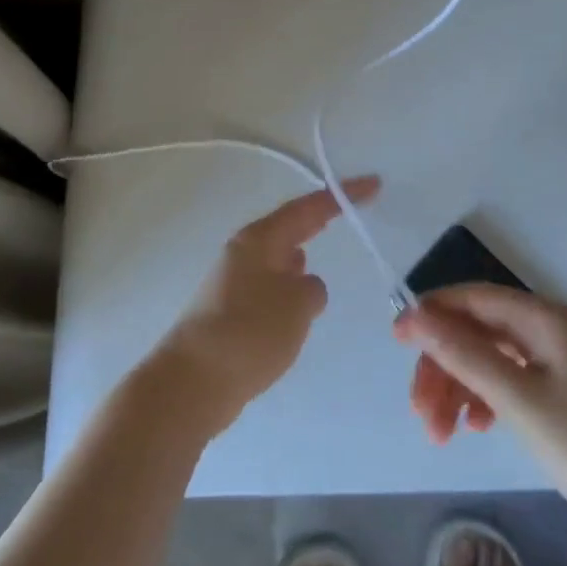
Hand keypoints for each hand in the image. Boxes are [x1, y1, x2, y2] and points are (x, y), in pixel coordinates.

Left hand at [149, 177, 379, 435]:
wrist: (193, 381)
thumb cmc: (249, 332)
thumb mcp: (297, 305)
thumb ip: (313, 289)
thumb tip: (305, 285)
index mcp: (260, 239)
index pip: (308, 208)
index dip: (342, 196)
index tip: (373, 184)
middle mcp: (244, 252)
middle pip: (290, 227)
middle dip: (320, 219)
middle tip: (351, 210)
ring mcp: (234, 281)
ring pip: (279, 258)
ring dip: (302, 254)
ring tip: (326, 253)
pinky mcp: (231, 312)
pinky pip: (271, 288)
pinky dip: (290, 288)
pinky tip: (298, 305)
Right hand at [394, 284, 566, 533]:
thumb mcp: (519, 400)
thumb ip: (464, 353)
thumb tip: (414, 313)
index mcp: (546, 319)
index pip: (474, 298)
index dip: (431, 314)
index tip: (395, 343)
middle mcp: (554, 330)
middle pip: (480, 332)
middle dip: (444, 366)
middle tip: (421, 414)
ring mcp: (564, 364)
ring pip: (493, 360)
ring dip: (461, 388)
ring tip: (442, 434)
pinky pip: (513, 382)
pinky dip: (487, 400)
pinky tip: (476, 427)